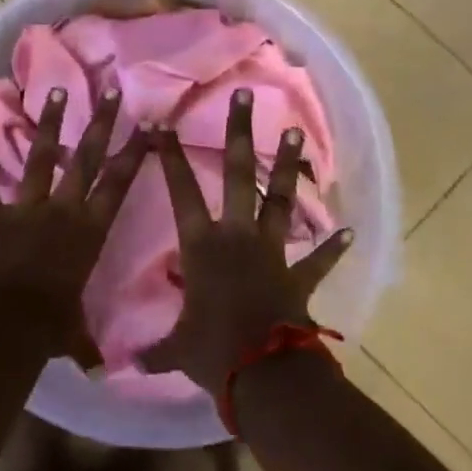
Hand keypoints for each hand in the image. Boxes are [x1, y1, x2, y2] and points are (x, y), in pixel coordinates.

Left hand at [0, 86, 144, 363]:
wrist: (9, 322)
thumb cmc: (51, 328)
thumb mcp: (75, 334)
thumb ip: (86, 345)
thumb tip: (102, 372)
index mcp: (89, 231)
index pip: (119, 184)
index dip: (135, 154)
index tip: (149, 127)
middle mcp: (63, 209)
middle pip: (87, 158)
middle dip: (102, 123)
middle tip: (113, 91)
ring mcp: (26, 206)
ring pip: (42, 156)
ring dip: (50, 123)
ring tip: (56, 91)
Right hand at [140, 87, 354, 394]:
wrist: (265, 374)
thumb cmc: (212, 351)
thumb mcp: (176, 348)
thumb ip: (153, 350)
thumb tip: (121, 367)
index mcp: (201, 244)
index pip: (180, 190)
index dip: (169, 155)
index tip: (163, 122)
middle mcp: (236, 235)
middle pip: (236, 172)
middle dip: (239, 132)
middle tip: (245, 95)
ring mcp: (272, 251)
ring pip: (279, 198)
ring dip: (288, 165)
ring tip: (296, 131)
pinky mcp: (299, 275)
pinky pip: (318, 258)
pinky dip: (333, 246)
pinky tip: (350, 230)